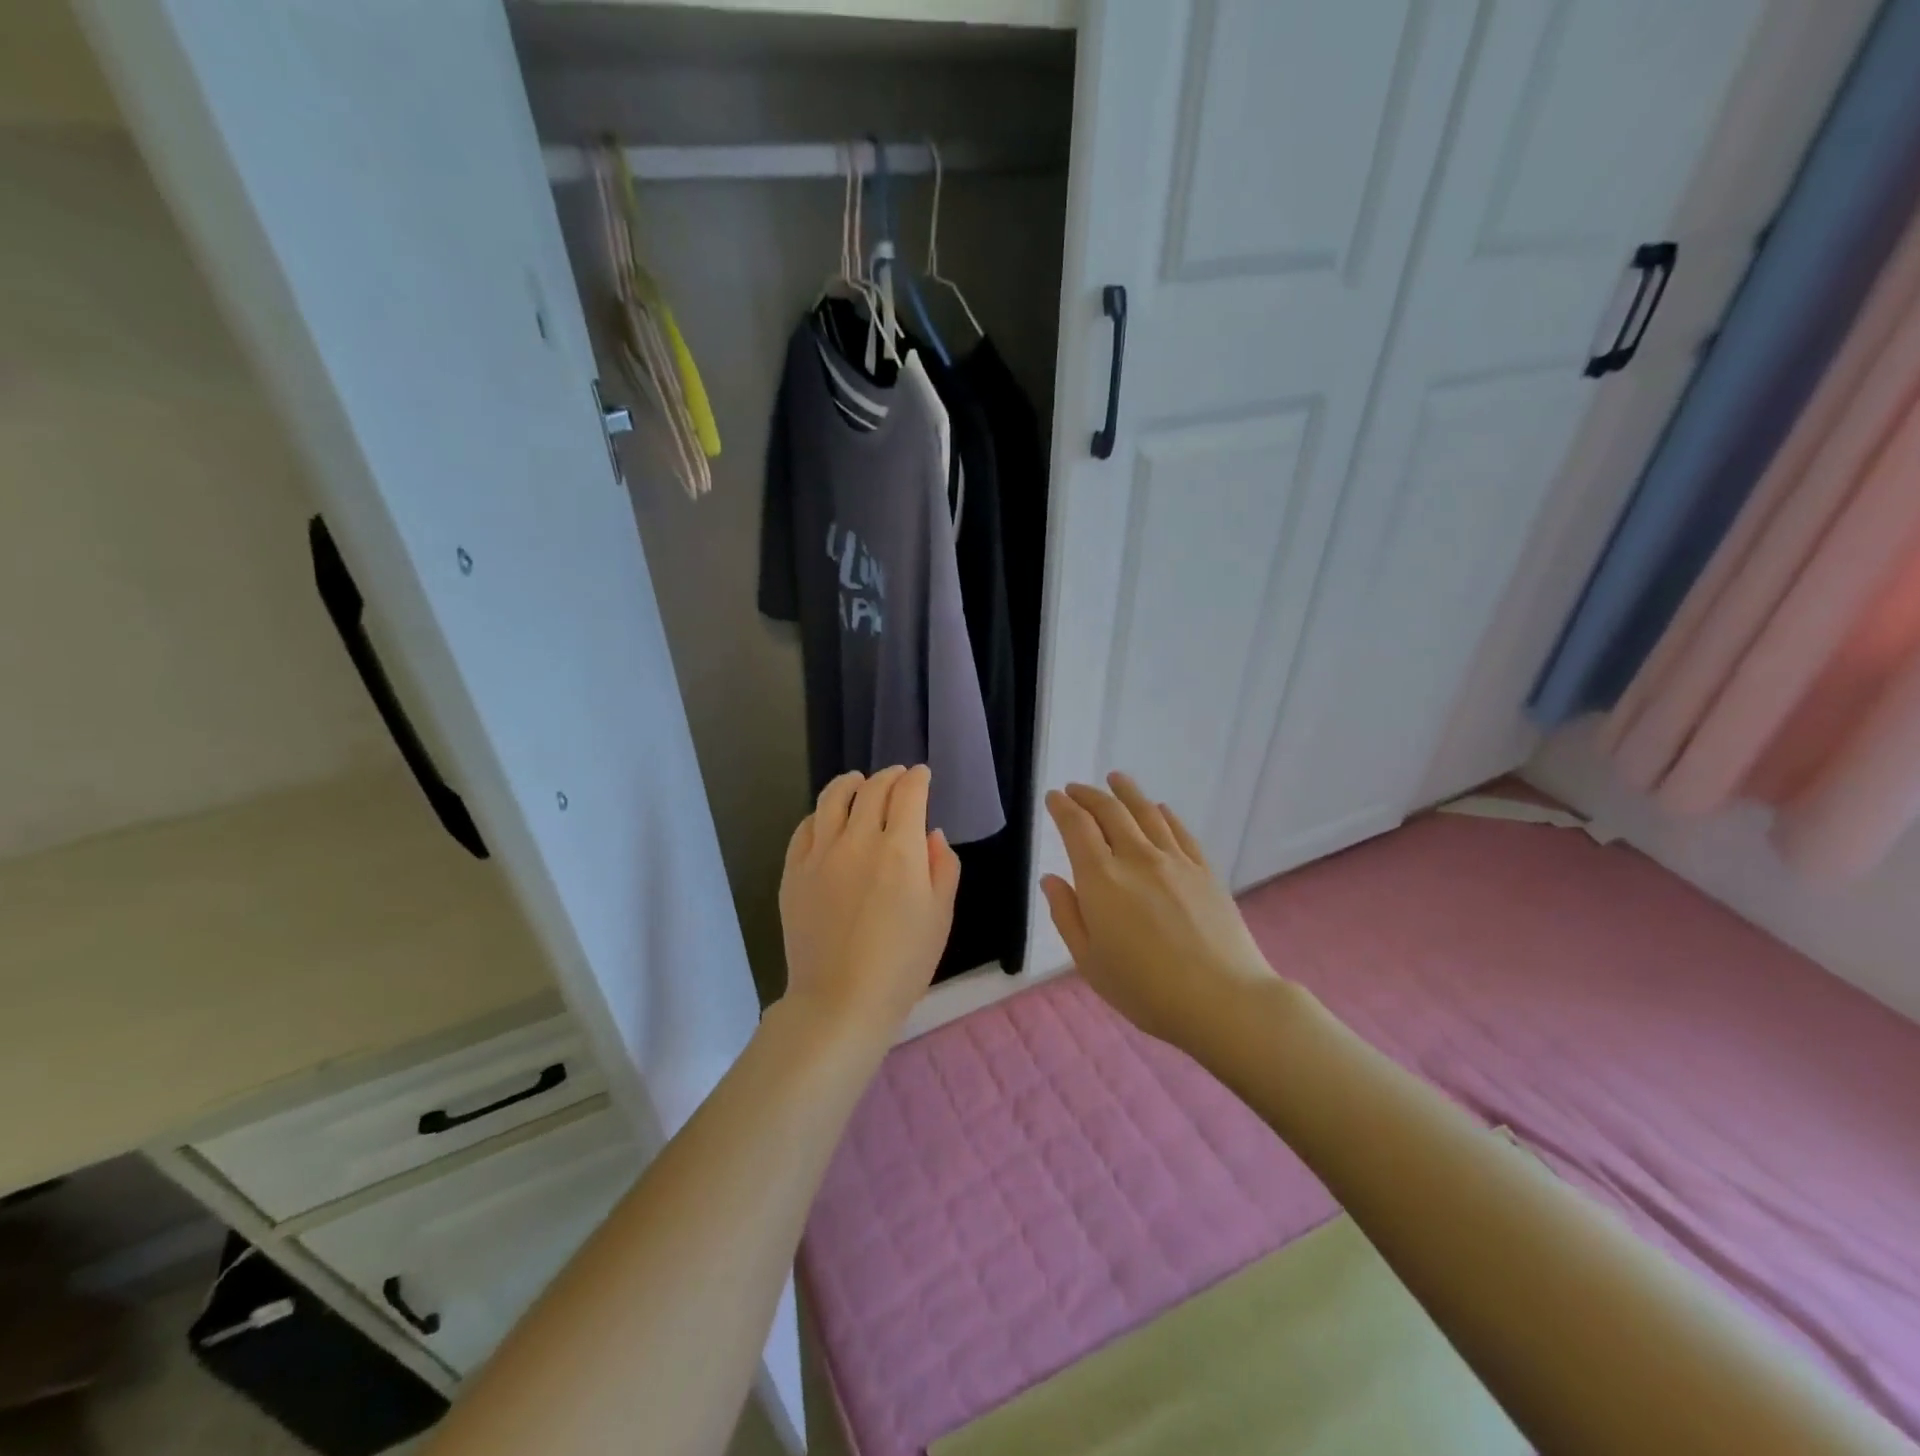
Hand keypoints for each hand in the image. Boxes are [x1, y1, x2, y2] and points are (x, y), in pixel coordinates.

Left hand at [778, 766, 961, 1043]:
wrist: (841, 1000)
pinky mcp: (793, 872)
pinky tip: (827, 818)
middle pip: (871, 789)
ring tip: (858, 781)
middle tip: (897, 777)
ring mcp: (820, 854)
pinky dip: (821, 814)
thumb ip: (942, 866)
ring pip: (832, 798)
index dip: (917, 778)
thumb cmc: (903, 964)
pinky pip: (805, 827)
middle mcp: (858, 841)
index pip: (908, 794)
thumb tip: (930, 834)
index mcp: (899, 851)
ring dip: (850, 782)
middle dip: (889, 776)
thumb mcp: (941, 916)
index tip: (922, 776)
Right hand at [1041, 773, 1275, 1052]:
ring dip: (1126, 792)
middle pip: (1110, 812)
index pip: (1077, 827)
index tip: (1054, 797)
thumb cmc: (1145, 990)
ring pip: (1146, 812)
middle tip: (1076, 788)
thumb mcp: (1089, 962)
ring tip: (1115, 779)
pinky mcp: (1204, 870)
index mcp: (1101, 879)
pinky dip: (1164, 814)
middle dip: (1088, 795)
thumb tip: (1051, 879)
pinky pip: (1180, 831)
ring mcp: (1175, 861)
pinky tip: (1159, 808)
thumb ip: (1067, 915)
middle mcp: (1136, 858)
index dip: (1062, 807)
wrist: (1222, 1000)